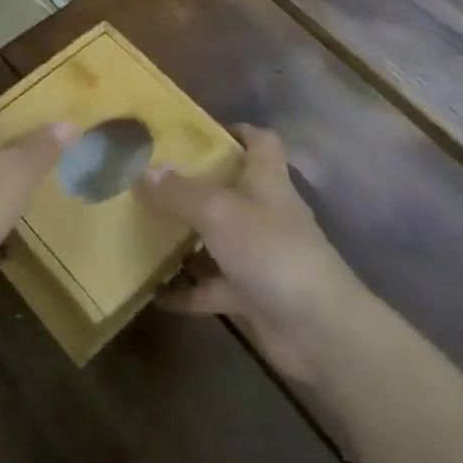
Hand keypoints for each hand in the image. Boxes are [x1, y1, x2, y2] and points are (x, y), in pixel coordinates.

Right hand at [137, 125, 369, 383]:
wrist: (320, 331)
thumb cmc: (272, 251)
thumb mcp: (218, 211)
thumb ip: (179, 192)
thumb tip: (144, 170)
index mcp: (266, 181)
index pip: (260, 142)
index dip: (235, 131)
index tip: (196, 131)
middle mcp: (265, 213)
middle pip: (231, 188)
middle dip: (195, 183)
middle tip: (151, 178)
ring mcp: (259, 256)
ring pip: (217, 238)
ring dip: (186, 237)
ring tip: (142, 227)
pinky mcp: (252, 295)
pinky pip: (212, 288)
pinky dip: (186, 291)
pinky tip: (153, 291)